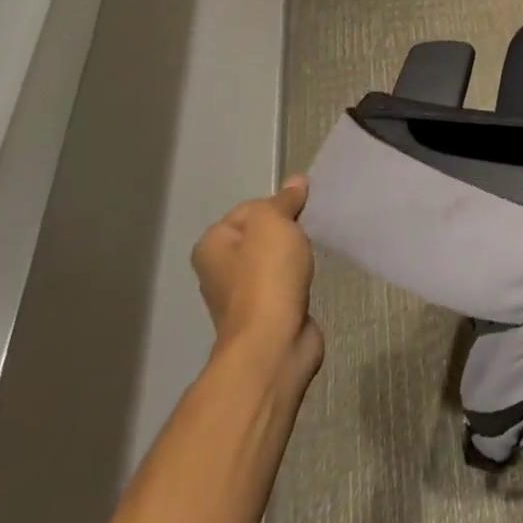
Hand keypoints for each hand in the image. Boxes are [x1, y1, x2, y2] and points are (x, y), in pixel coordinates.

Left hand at [190, 176, 324, 386]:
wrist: (274, 340)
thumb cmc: (267, 275)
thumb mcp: (273, 223)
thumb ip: (284, 200)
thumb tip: (296, 182)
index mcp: (211, 245)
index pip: (249, 208)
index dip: (278, 206)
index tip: (300, 214)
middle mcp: (218, 269)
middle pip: (260, 234)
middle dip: (286, 231)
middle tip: (308, 233)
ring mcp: (239, 295)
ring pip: (272, 260)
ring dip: (293, 256)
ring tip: (311, 256)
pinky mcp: (263, 313)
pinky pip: (282, 282)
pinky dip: (296, 278)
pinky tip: (308, 279)